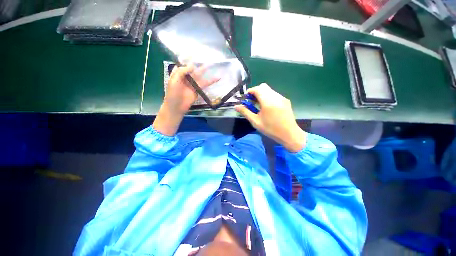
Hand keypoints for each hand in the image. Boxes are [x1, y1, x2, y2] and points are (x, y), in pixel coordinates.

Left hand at [153, 64, 218, 135]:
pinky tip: (216, 78)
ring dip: (207, 72)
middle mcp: (186, 77)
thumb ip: (182, 71)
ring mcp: (193, 84)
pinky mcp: (198, 90)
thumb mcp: (174, 80)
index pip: (184, 64)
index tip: (195, 54)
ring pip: (201, 76)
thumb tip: (193, 65)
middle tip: (207, 59)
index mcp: (179, 73)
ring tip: (213, 66)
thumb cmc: (173, 93)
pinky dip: (210, 82)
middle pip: (194, 69)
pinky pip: (204, 85)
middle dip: (200, 64)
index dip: (189, 59)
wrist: (177, 107)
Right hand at [235, 83, 306, 151]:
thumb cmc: (271, 129)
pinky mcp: (286, 100)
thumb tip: (236, 106)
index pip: (257, 89)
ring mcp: (282, 98)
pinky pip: (274, 94)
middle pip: (263, 87)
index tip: (246, 99)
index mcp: (268, 102)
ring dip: (262, 94)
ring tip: (259, 105)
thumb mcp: (256, 122)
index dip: (250, 92)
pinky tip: (267, 107)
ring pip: (269, 90)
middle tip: (252, 102)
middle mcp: (276, 97)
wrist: (289, 134)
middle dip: (255, 92)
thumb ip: (245, 112)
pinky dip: (268, 97)